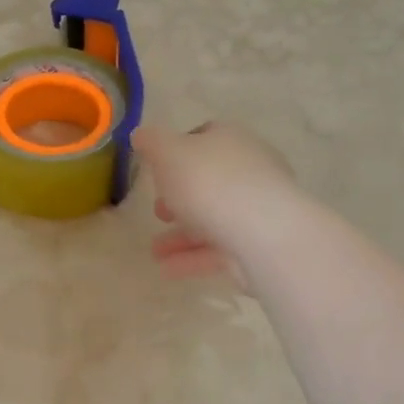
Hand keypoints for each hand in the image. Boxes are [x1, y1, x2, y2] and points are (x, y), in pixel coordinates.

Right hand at [135, 123, 296, 283]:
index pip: (204, 137)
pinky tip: (167, 269)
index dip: (178, 150)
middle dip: (180, 198)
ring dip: (181, 235)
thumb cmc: (210, 182)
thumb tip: (141, 134)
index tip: (156, 169)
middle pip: (209, 181)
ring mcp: (256, 209)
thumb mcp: (168, 153)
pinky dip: (193, 258)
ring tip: (154, 251)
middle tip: (157, 212)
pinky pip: (219, 249)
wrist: (263, 232)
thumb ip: (151, 142)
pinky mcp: (258, 244)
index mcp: (230, 140)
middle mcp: (249, 170)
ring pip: (213, 219)